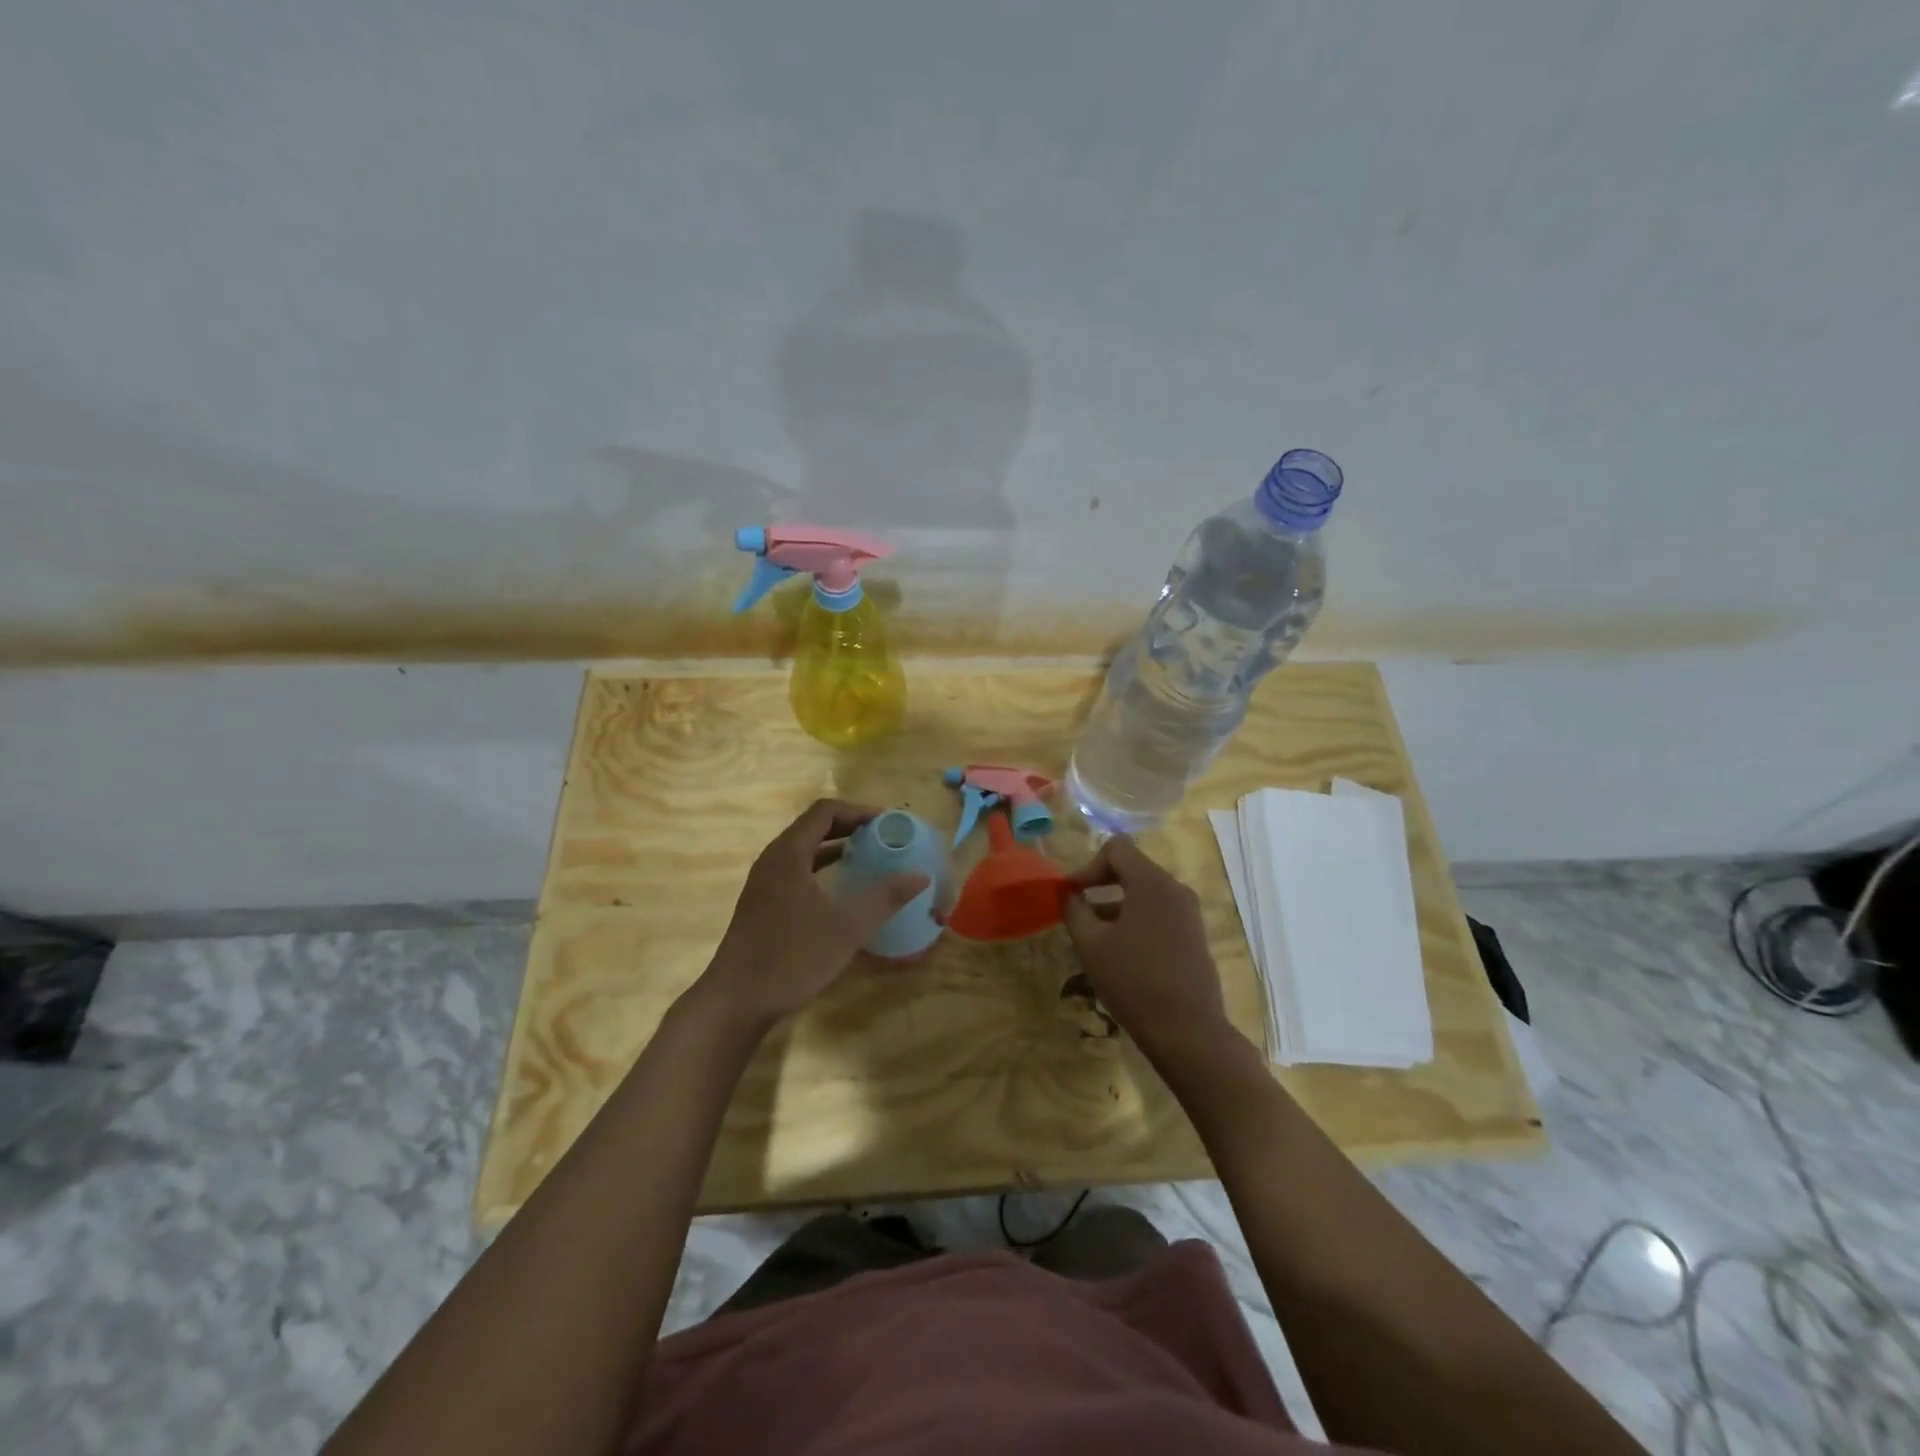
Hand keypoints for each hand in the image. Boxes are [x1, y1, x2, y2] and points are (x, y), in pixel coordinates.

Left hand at [699, 799, 928, 1032]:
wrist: (736, 1001)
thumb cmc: (791, 958)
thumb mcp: (846, 929)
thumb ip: (884, 898)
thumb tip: (920, 876)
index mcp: (789, 854)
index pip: (825, 811)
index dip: (858, 811)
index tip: (887, 823)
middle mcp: (773, 859)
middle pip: (813, 826)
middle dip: (850, 827)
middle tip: (883, 838)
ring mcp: (763, 882)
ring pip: (803, 848)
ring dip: (835, 846)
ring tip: (868, 857)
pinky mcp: (761, 902)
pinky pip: (796, 869)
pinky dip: (821, 866)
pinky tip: (841, 888)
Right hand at [1062, 835, 1234, 1068]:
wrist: (1188, 1031)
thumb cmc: (1133, 981)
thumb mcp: (1091, 944)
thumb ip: (1074, 910)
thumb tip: (1067, 893)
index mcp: (1151, 883)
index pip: (1116, 848)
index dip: (1088, 866)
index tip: (1071, 894)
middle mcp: (1175, 889)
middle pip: (1132, 868)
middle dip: (1100, 884)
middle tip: (1077, 910)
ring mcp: (1189, 913)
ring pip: (1145, 893)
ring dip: (1116, 905)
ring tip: (1094, 935)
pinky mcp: (1195, 936)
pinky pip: (1160, 913)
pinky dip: (1136, 920)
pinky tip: (1121, 952)